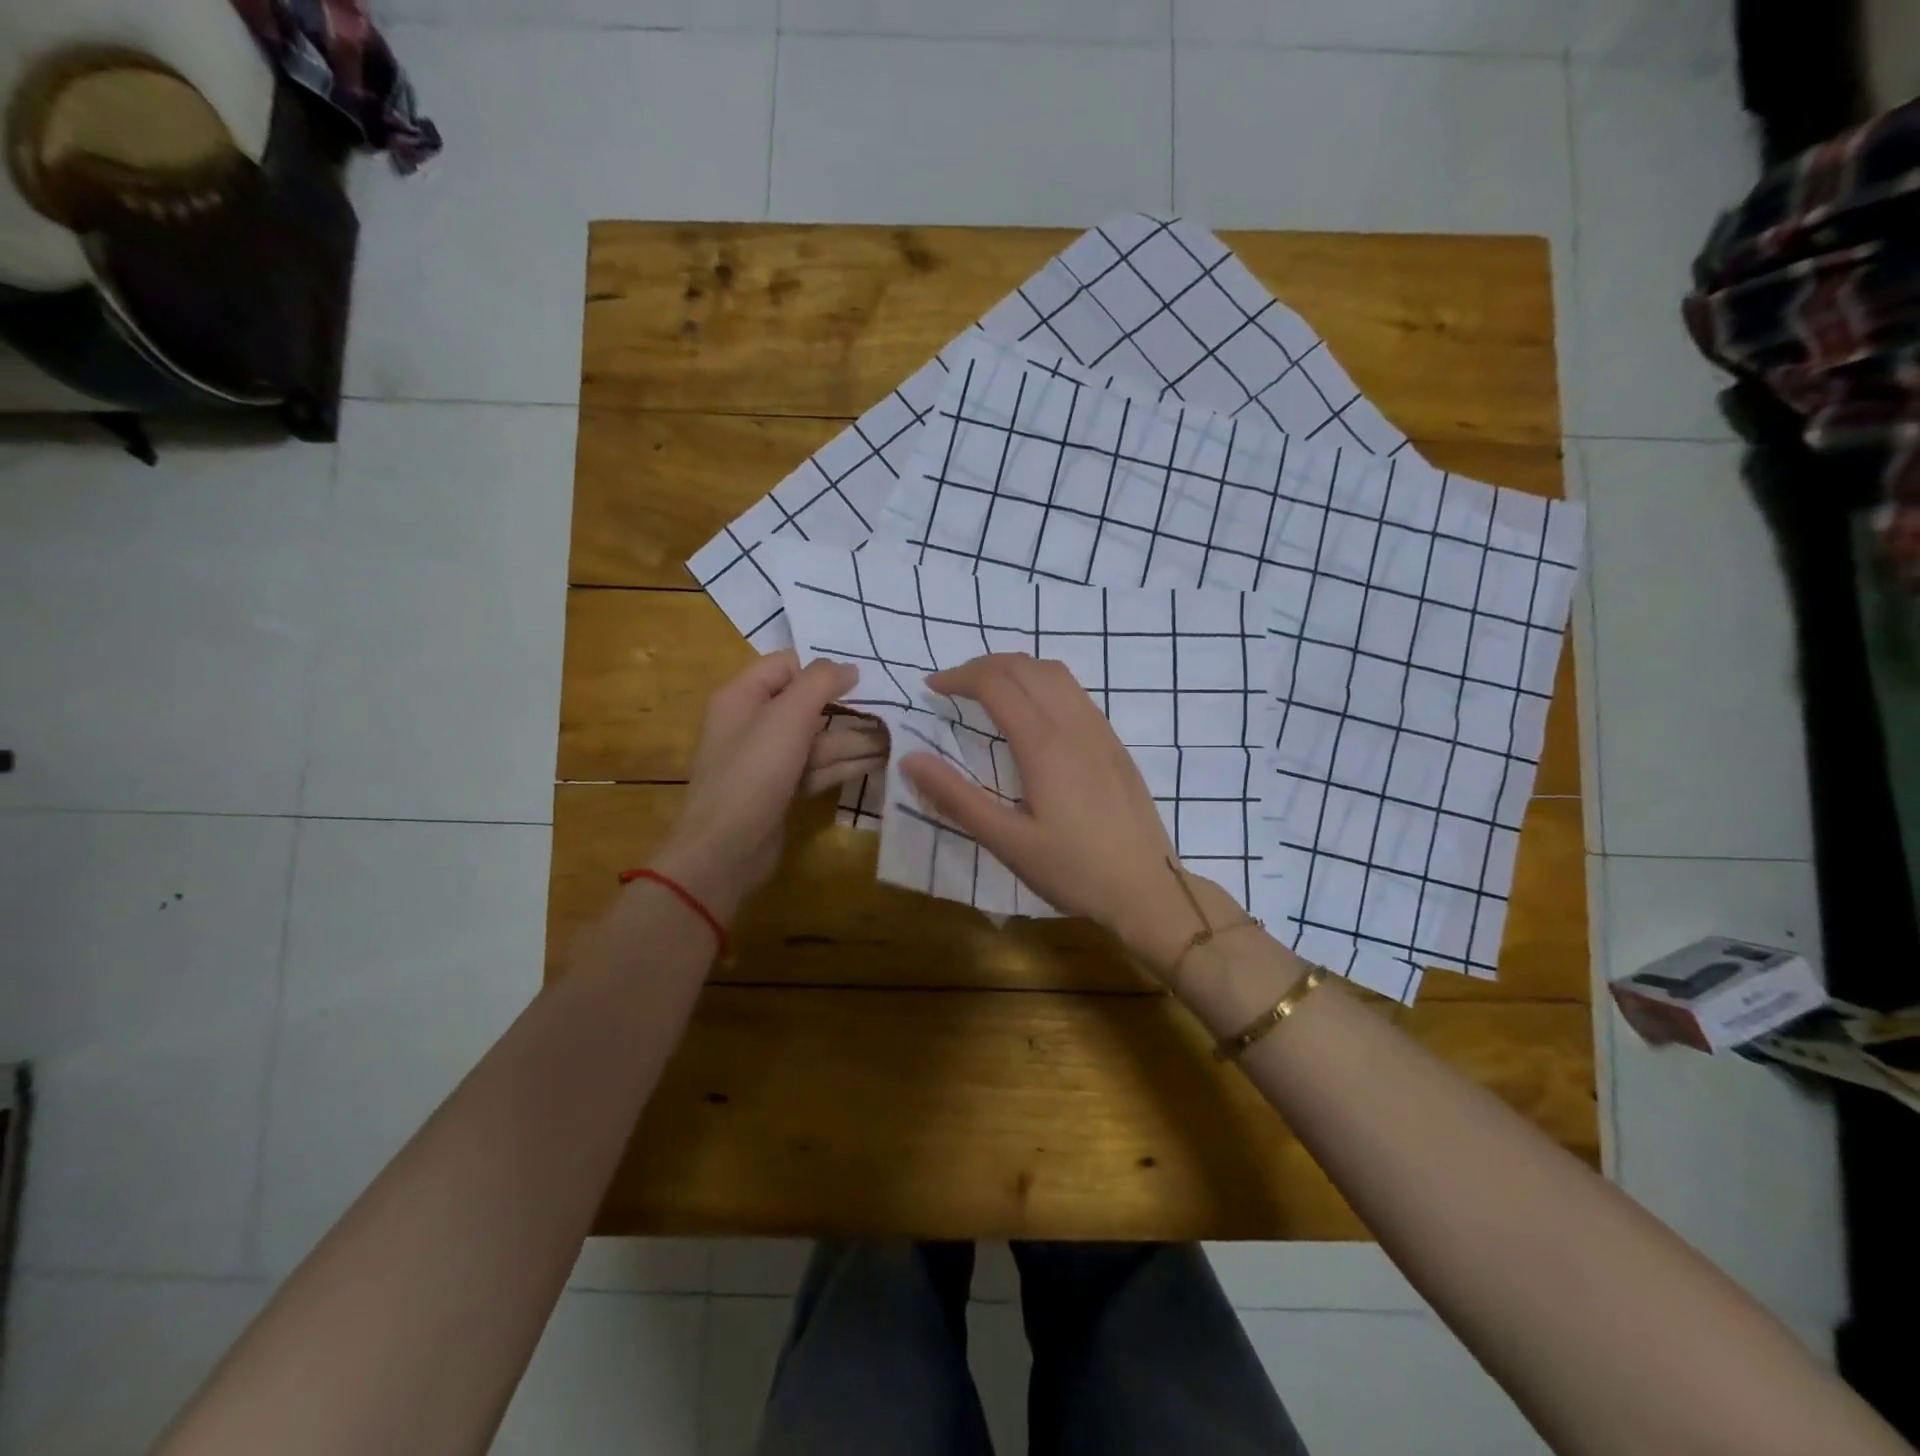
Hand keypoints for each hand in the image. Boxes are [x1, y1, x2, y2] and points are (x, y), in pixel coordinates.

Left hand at [652, 653, 865, 922]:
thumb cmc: (754, 772)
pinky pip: (818, 768)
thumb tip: (849, 668)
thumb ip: (820, 682)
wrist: (727, 849)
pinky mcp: (783, 790)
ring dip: (854, 739)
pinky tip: (878, 762)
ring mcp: (768, 760)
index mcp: (742, 696)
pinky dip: (845, 765)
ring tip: (895, 737)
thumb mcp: (788, 716)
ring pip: (817, 740)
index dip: (821, 670)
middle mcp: (753, 723)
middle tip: (890, 709)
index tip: (861, 680)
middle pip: (806, 704)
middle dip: (847, 707)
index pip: (786, 665)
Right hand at [898, 654, 1205, 966]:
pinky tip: (1033, 711)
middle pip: (1025, 667)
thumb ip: (956, 798)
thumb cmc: (1074, 871)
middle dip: (983, 665)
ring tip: (988, 687)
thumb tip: (910, 759)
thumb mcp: (1007, 842)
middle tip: (952, 685)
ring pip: (1056, 673)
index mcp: (1044, 745)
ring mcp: (1100, 731)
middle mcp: (1074, 725)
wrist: (1148, 889)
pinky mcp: (1115, 744)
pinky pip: (1076, 692)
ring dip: (1016, 668)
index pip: (996, 684)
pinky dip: (1043, 682)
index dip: (959, 677)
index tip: (931, 688)